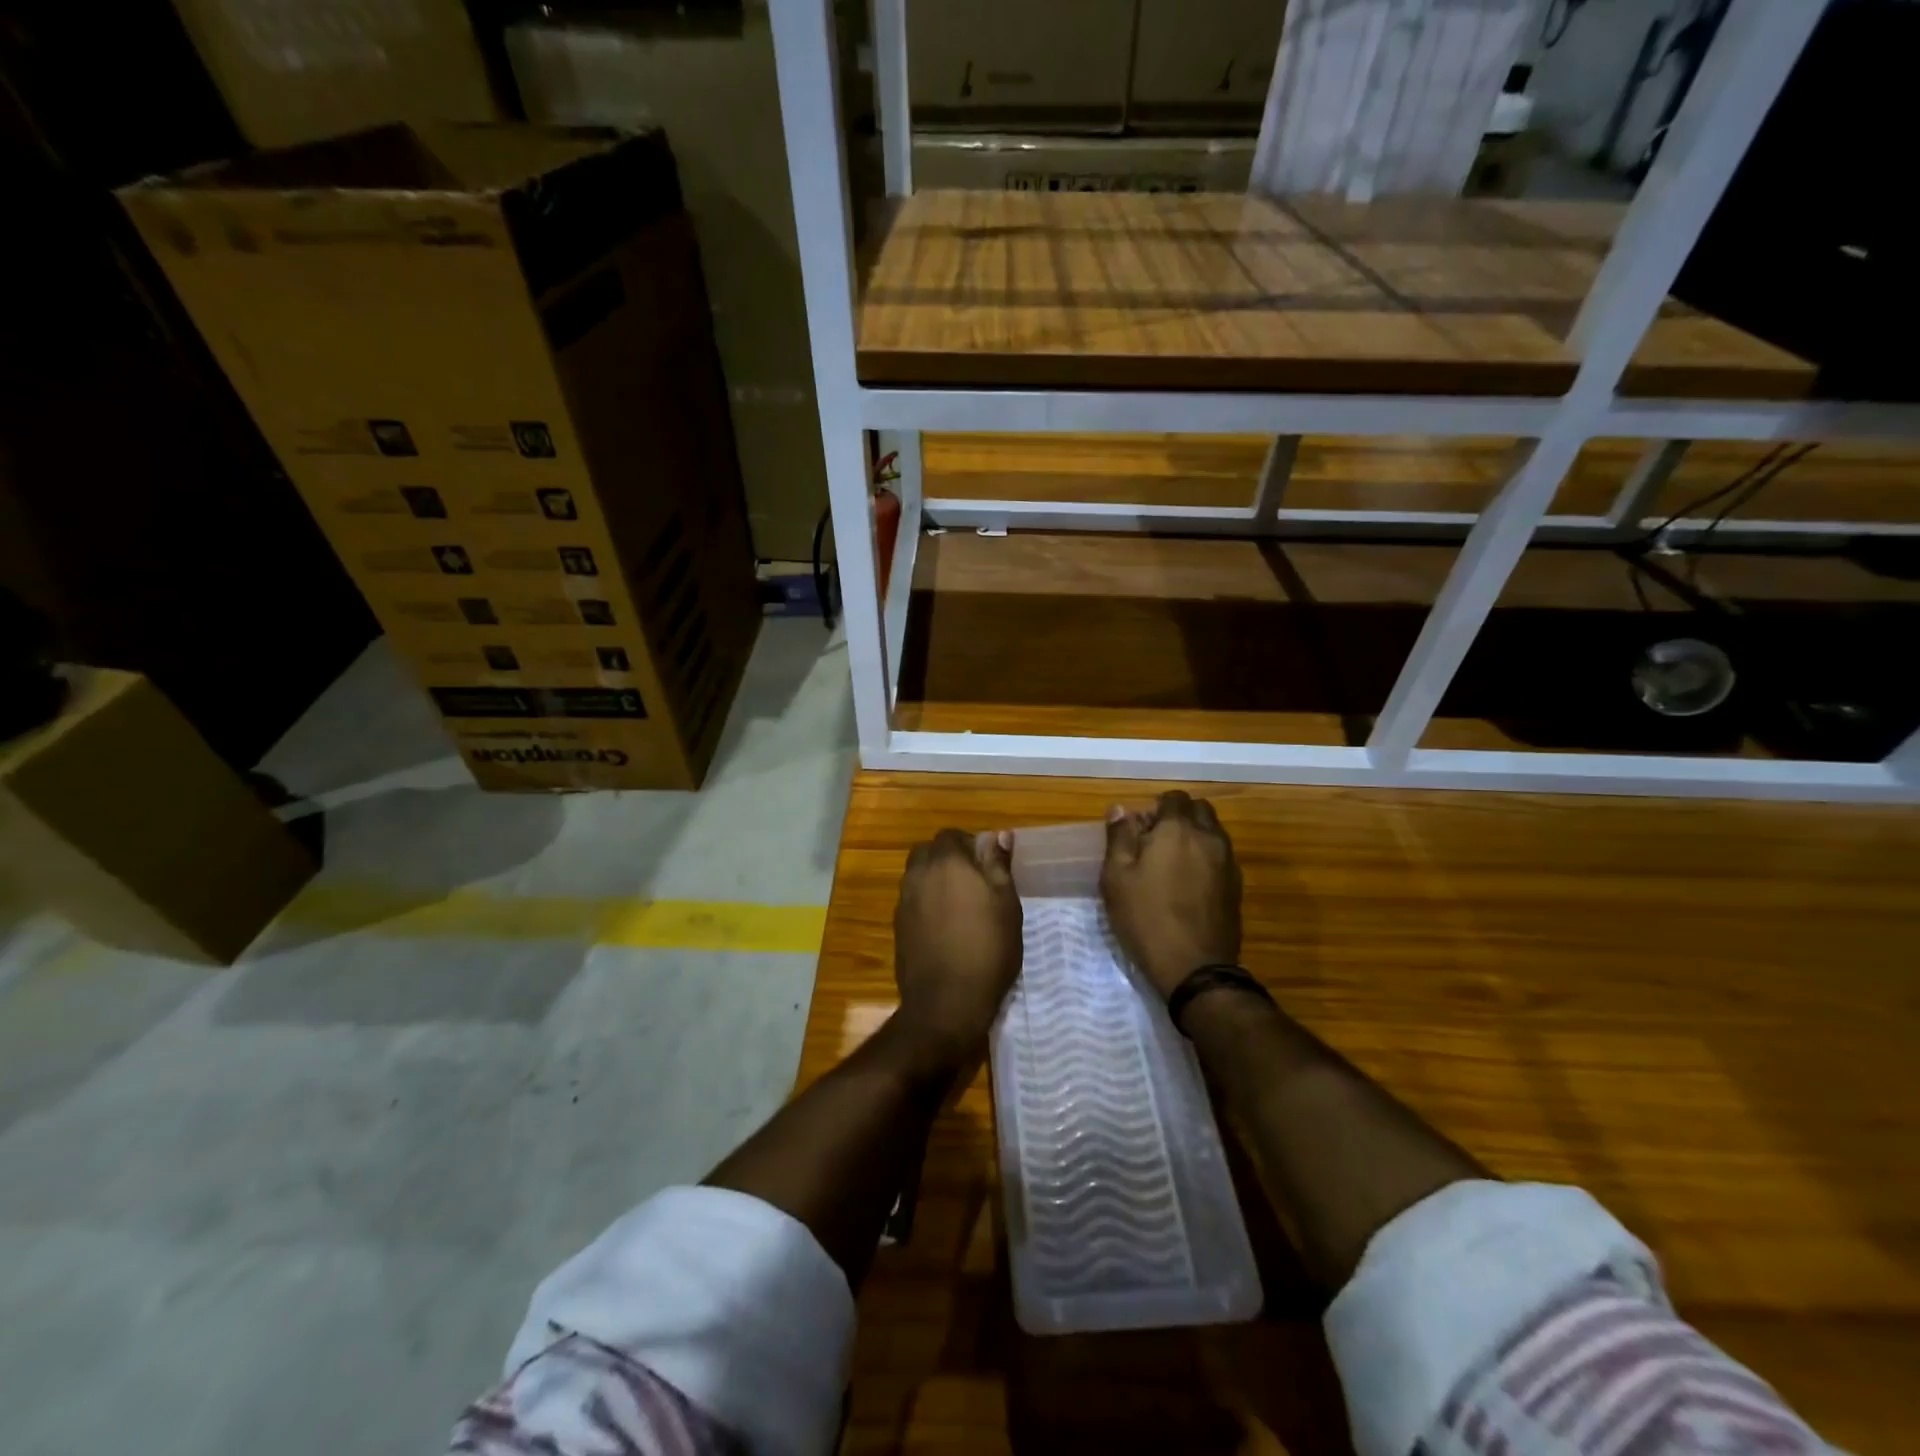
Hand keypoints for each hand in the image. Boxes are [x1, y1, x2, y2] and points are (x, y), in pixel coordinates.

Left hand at [892, 828, 1022, 1069]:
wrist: (946, 1003)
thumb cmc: (987, 949)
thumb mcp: (1007, 904)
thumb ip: (998, 865)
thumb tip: (998, 835)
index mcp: (946, 862)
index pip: (951, 835)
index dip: (970, 844)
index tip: (988, 863)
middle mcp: (918, 874)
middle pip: (929, 852)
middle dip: (948, 858)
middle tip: (974, 881)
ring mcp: (903, 901)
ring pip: (918, 876)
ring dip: (935, 880)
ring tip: (961, 905)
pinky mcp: (898, 926)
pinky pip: (912, 901)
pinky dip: (926, 904)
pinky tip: (945, 927)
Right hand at [1100, 791, 1241, 998]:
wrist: (1195, 967)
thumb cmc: (1146, 918)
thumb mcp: (1117, 877)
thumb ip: (1119, 837)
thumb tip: (1121, 809)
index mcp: (1178, 830)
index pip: (1173, 798)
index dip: (1154, 808)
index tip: (1139, 830)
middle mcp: (1209, 837)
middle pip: (1199, 810)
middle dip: (1179, 817)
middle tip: (1155, 842)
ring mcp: (1227, 862)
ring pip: (1213, 832)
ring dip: (1194, 837)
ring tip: (1170, 865)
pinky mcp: (1236, 886)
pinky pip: (1220, 856)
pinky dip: (1205, 858)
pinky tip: (1188, 884)